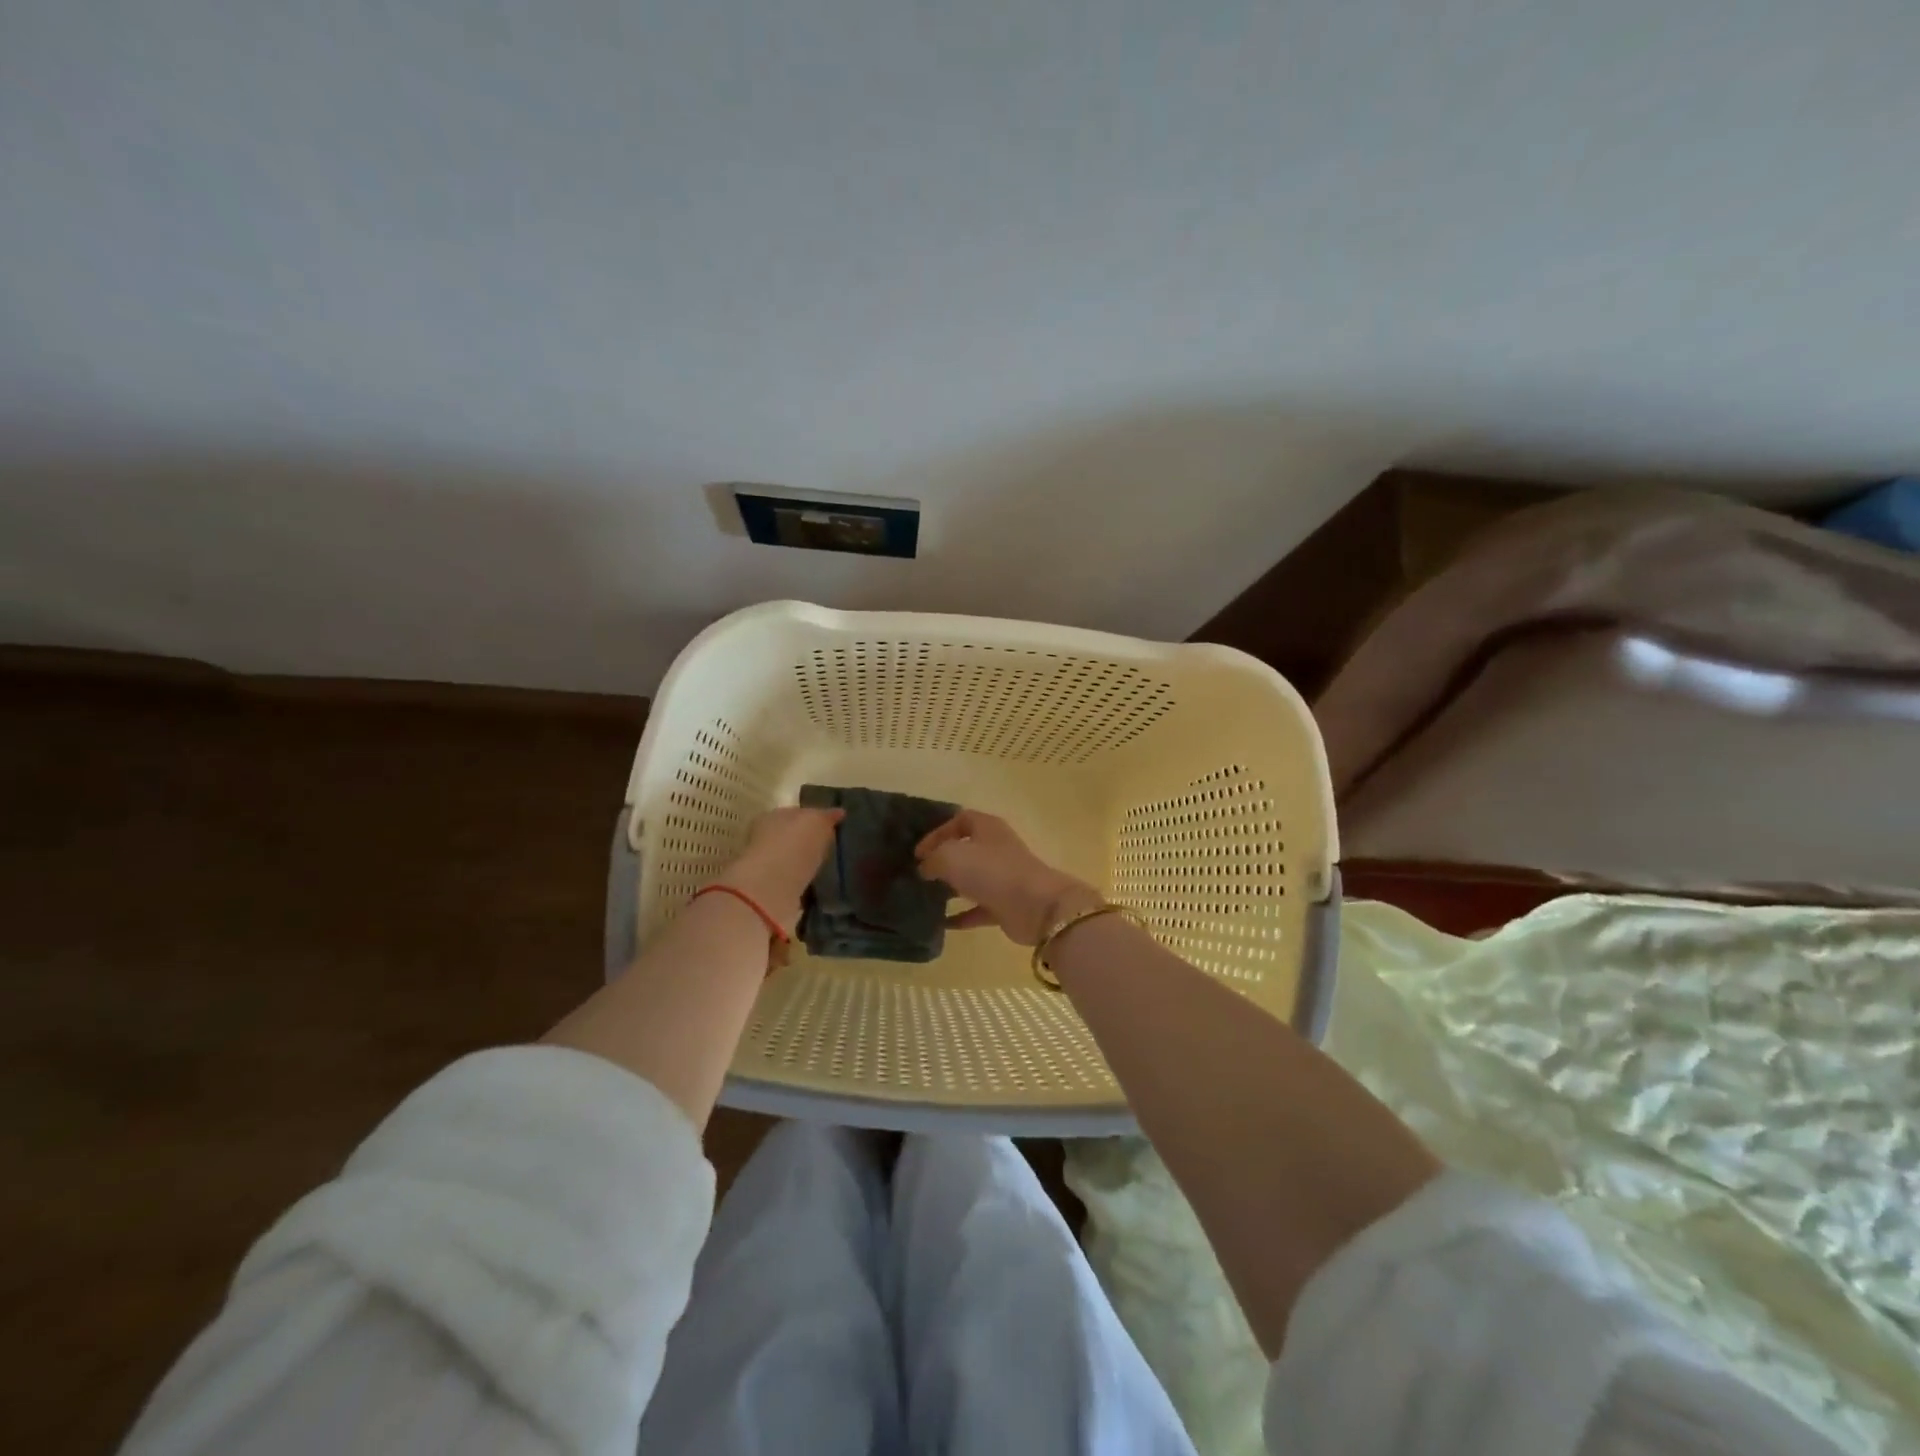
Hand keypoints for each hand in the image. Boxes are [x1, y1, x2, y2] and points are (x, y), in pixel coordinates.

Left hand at [719, 806, 843, 931]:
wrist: (772, 887)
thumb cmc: (794, 844)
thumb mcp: (817, 821)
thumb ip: (826, 817)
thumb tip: (838, 812)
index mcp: (773, 816)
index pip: (796, 813)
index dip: (814, 817)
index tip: (831, 825)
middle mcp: (765, 839)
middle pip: (792, 837)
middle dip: (808, 841)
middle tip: (830, 847)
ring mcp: (767, 867)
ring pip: (792, 860)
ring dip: (805, 864)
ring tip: (827, 868)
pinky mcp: (772, 892)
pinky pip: (793, 882)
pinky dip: (803, 883)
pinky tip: (818, 886)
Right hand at [915, 809, 1101, 945]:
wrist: (1035, 906)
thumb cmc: (991, 871)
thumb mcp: (951, 856)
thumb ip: (932, 859)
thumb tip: (925, 868)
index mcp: (987, 827)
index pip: (960, 820)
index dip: (938, 832)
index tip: (918, 853)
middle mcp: (997, 848)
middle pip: (967, 848)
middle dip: (944, 860)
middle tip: (921, 873)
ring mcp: (1004, 877)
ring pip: (973, 878)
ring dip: (952, 887)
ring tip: (927, 896)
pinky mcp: (1006, 904)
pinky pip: (979, 908)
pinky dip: (962, 915)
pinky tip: (942, 923)